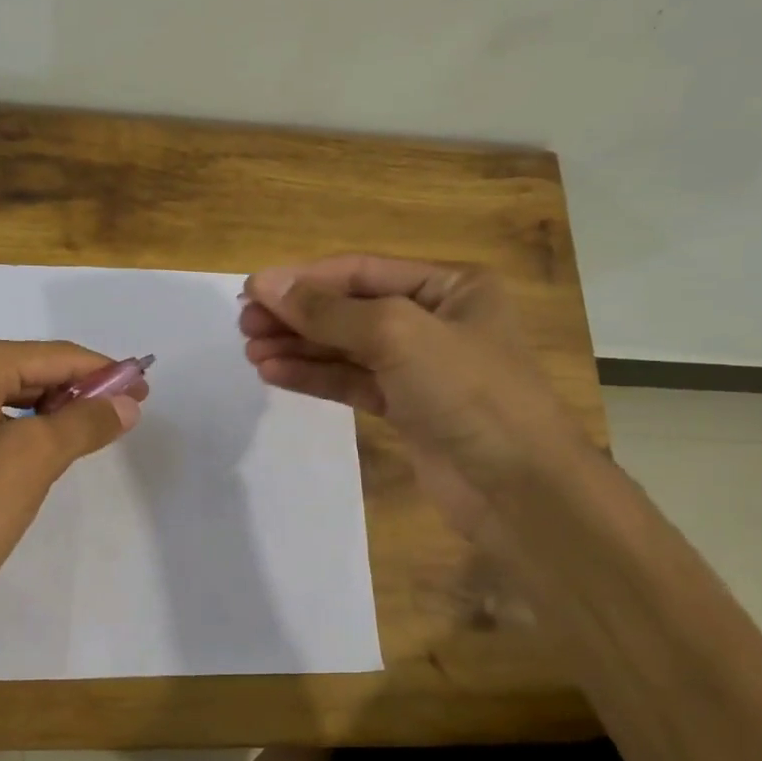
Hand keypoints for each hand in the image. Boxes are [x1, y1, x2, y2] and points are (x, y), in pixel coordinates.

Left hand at [0, 337, 144, 630]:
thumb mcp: (30, 462)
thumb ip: (82, 423)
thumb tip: (127, 402)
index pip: (55, 356)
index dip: (105, 373)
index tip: (146, 391)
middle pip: (32, 372)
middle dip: (80, 394)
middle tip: (126, 419)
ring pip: (11, 399)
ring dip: (54, 415)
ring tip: (92, 438)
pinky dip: (24, 434)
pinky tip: (43, 456)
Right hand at [239, 254, 586, 532]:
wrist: (518, 489)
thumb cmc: (468, 392)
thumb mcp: (397, 335)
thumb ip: (328, 310)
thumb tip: (265, 284)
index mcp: (450, 286)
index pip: (361, 271)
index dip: (304, 279)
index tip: (251, 290)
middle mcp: (435, 319)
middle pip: (350, 308)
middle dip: (297, 315)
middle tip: (244, 323)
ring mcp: (420, 367)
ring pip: (346, 348)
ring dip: (299, 347)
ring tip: (250, 350)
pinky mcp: (406, 408)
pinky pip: (351, 382)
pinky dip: (314, 377)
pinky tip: (274, 372)